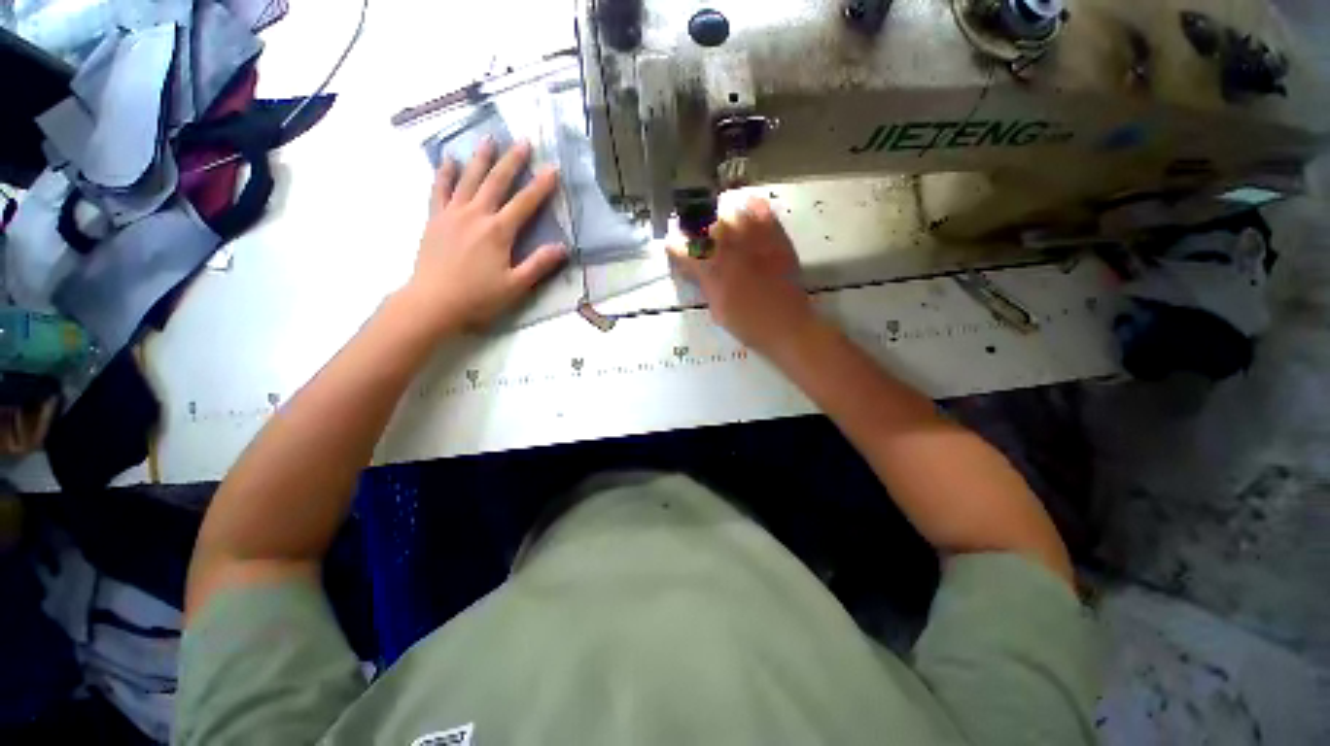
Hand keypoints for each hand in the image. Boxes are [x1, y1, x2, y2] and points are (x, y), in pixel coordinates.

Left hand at [401, 138, 566, 335]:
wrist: (433, 302)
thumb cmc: (478, 297)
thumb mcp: (516, 286)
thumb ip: (539, 264)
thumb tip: (563, 248)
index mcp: (498, 232)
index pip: (525, 203)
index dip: (541, 185)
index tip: (553, 168)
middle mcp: (476, 215)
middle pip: (496, 182)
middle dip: (512, 161)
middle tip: (523, 141)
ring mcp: (452, 214)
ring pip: (468, 179)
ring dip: (480, 158)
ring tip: (489, 139)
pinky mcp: (435, 219)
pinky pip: (439, 189)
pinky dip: (444, 173)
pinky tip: (448, 160)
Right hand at [668, 197, 816, 354]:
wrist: (786, 325)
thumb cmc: (748, 324)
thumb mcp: (717, 309)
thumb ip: (705, 284)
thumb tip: (694, 269)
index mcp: (713, 273)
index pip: (684, 250)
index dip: (675, 246)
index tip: (673, 246)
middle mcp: (731, 251)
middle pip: (706, 224)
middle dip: (697, 227)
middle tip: (698, 235)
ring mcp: (755, 242)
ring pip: (732, 213)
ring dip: (723, 217)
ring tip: (722, 224)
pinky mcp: (776, 238)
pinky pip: (762, 211)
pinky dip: (752, 207)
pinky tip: (747, 210)